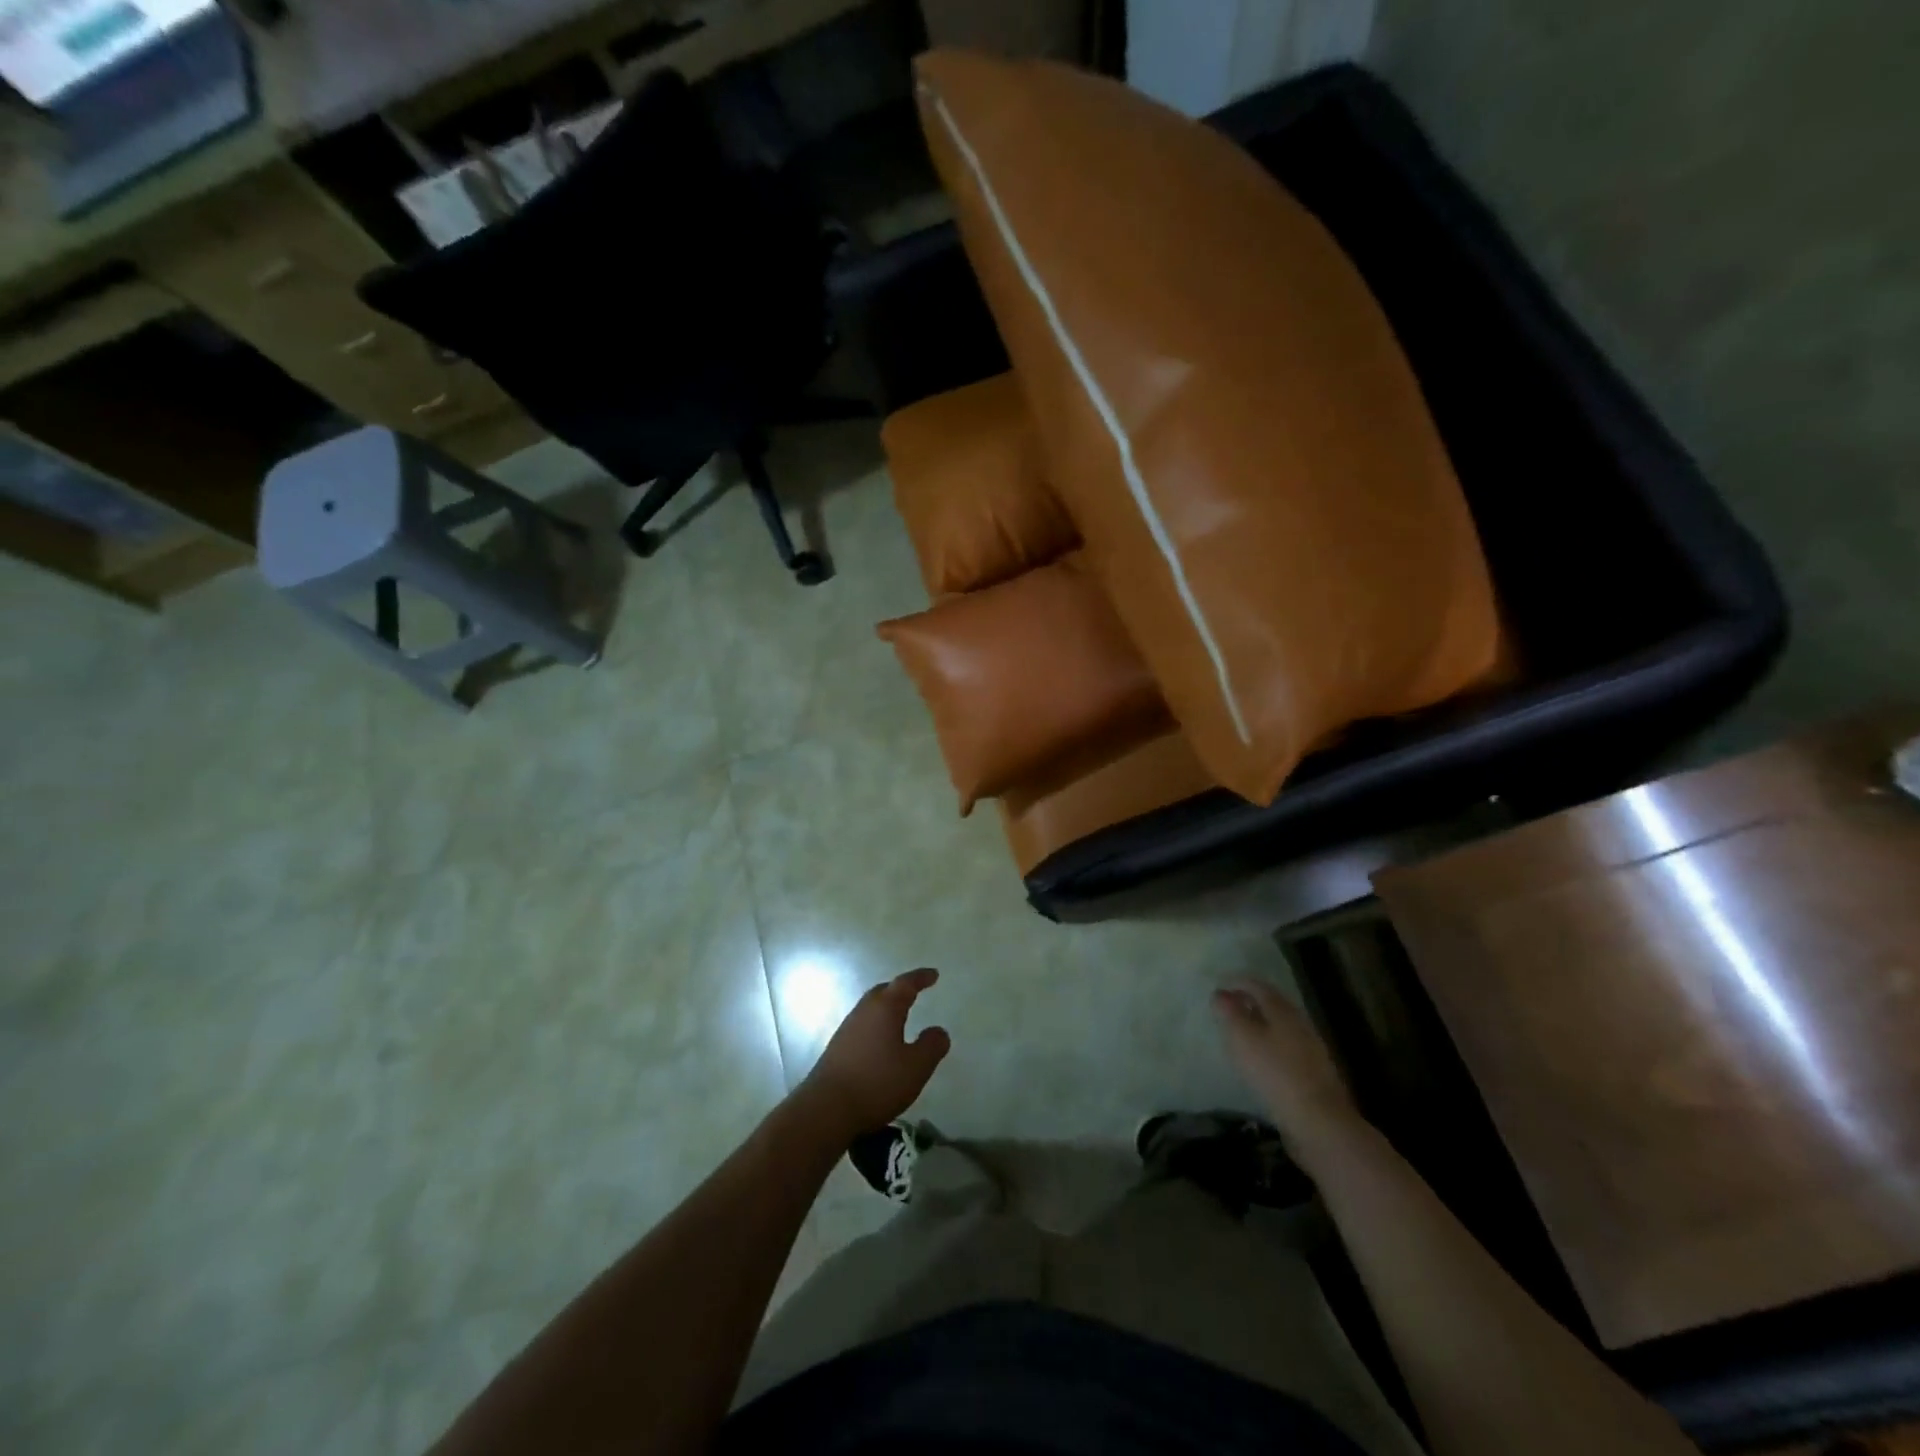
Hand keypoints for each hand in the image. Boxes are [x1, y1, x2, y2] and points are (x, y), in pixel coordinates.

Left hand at [795, 969, 950, 1138]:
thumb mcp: (916, 1067)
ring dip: (886, 1007)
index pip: (905, 984)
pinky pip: (862, 1025)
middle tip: (915, 991)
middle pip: (884, 991)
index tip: (933, 974)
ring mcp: (847, 1029)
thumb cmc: (877, 1083)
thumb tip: (939, 1030)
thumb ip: (931, 1046)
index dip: (921, 977)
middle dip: (900, 989)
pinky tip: (880, 1042)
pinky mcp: (837, 1048)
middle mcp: (864, 1011)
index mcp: (885, 1008)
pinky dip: (876, 1024)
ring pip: (870, 1008)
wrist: (826, 1109)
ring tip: (900, 1016)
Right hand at [1213, 980, 1362, 1155]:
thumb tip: (1221, 993)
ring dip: (1260, 1024)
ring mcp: (1311, 1047)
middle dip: (1249, 1001)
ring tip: (1240, 1033)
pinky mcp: (1314, 1072)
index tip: (1217, 985)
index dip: (1236, 982)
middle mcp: (1300, 1022)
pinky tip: (1261, 1060)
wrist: (1319, 1121)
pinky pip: (1287, 1047)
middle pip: (1271, 1003)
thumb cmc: (1274, 1072)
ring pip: (1280, 1026)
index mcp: (1282, 1009)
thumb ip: (1229, 1012)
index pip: (1257, 985)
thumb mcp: (1242, 1037)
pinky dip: (1270, 1045)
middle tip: (1226, 1007)